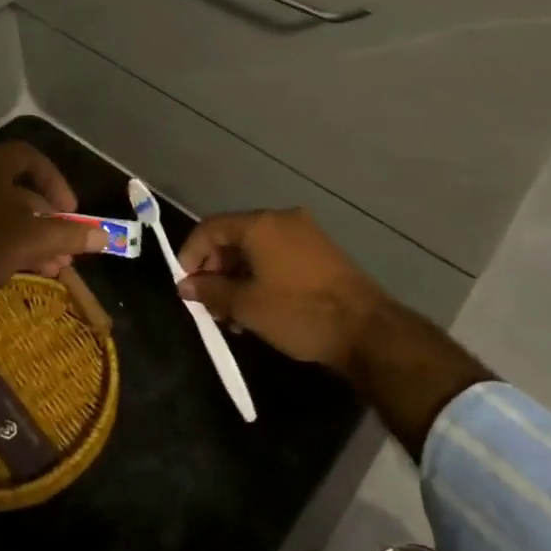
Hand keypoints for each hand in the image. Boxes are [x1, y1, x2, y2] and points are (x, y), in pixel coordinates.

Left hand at [0, 142, 106, 319]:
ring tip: (54, 267)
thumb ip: (70, 234)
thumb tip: (105, 236)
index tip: (72, 210)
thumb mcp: (33, 239)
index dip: (56, 181)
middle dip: (48, 219)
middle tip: (67, 245)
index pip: (30, 158)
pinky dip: (8, 246)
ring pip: (2, 215)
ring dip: (33, 237)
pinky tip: (26, 272)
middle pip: (18, 190)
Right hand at [176, 208, 388, 372]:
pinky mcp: (320, 252)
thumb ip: (211, 292)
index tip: (185, 286)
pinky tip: (258, 308)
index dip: (190, 255)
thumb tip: (186, 287)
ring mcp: (305, 234)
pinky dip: (260, 276)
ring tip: (232, 315)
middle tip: (209, 304)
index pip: (210, 227)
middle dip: (215, 269)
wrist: (366, 330)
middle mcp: (282, 219)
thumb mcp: (247, 306)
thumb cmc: (298, 312)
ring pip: (256, 249)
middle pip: (233, 236)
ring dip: (237, 277)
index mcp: (261, 224)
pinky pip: (277, 256)